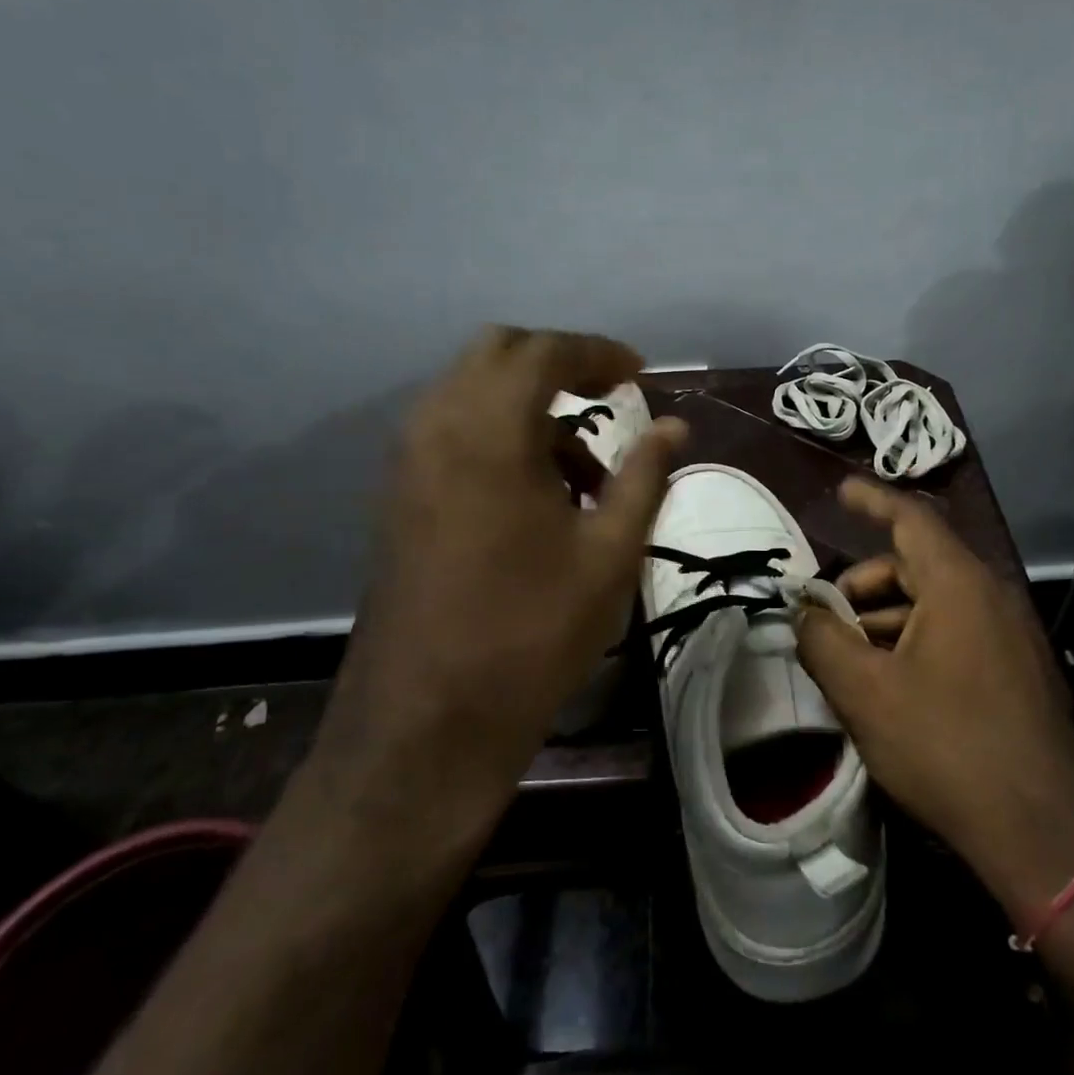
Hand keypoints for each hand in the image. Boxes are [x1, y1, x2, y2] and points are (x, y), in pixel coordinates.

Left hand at [314, 326, 685, 841]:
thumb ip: (643, 476)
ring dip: (530, 407)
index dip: (599, 353)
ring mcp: (408, 461)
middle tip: (609, 398)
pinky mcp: (398, 496)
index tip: (640, 373)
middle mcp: (436, 426)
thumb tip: (675, 426)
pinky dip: (500, 436)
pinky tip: (538, 498)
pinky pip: (453, 432)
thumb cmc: (532, 632)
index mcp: (488, 430)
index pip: (545, 351)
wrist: (428, 723)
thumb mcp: (610, 552)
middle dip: (558, 364)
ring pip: (472, 393)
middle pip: (498, 354)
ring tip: (585, 473)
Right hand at [796, 478, 1073, 923]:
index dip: (871, 499)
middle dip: (865, 584)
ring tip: (851, 660)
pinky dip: (917, 640)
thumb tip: (803, 612)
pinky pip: (958, 632)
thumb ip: (823, 640)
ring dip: (887, 619)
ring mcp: (1011, 634)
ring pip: (936, 603)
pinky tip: (890, 683)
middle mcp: (992, 595)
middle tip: (826, 619)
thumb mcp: (865, 692)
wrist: (1042, 832)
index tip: (840, 491)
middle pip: (917, 564)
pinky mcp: (1019, 670)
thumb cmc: (946, 746)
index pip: (911, 518)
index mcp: (959, 584)